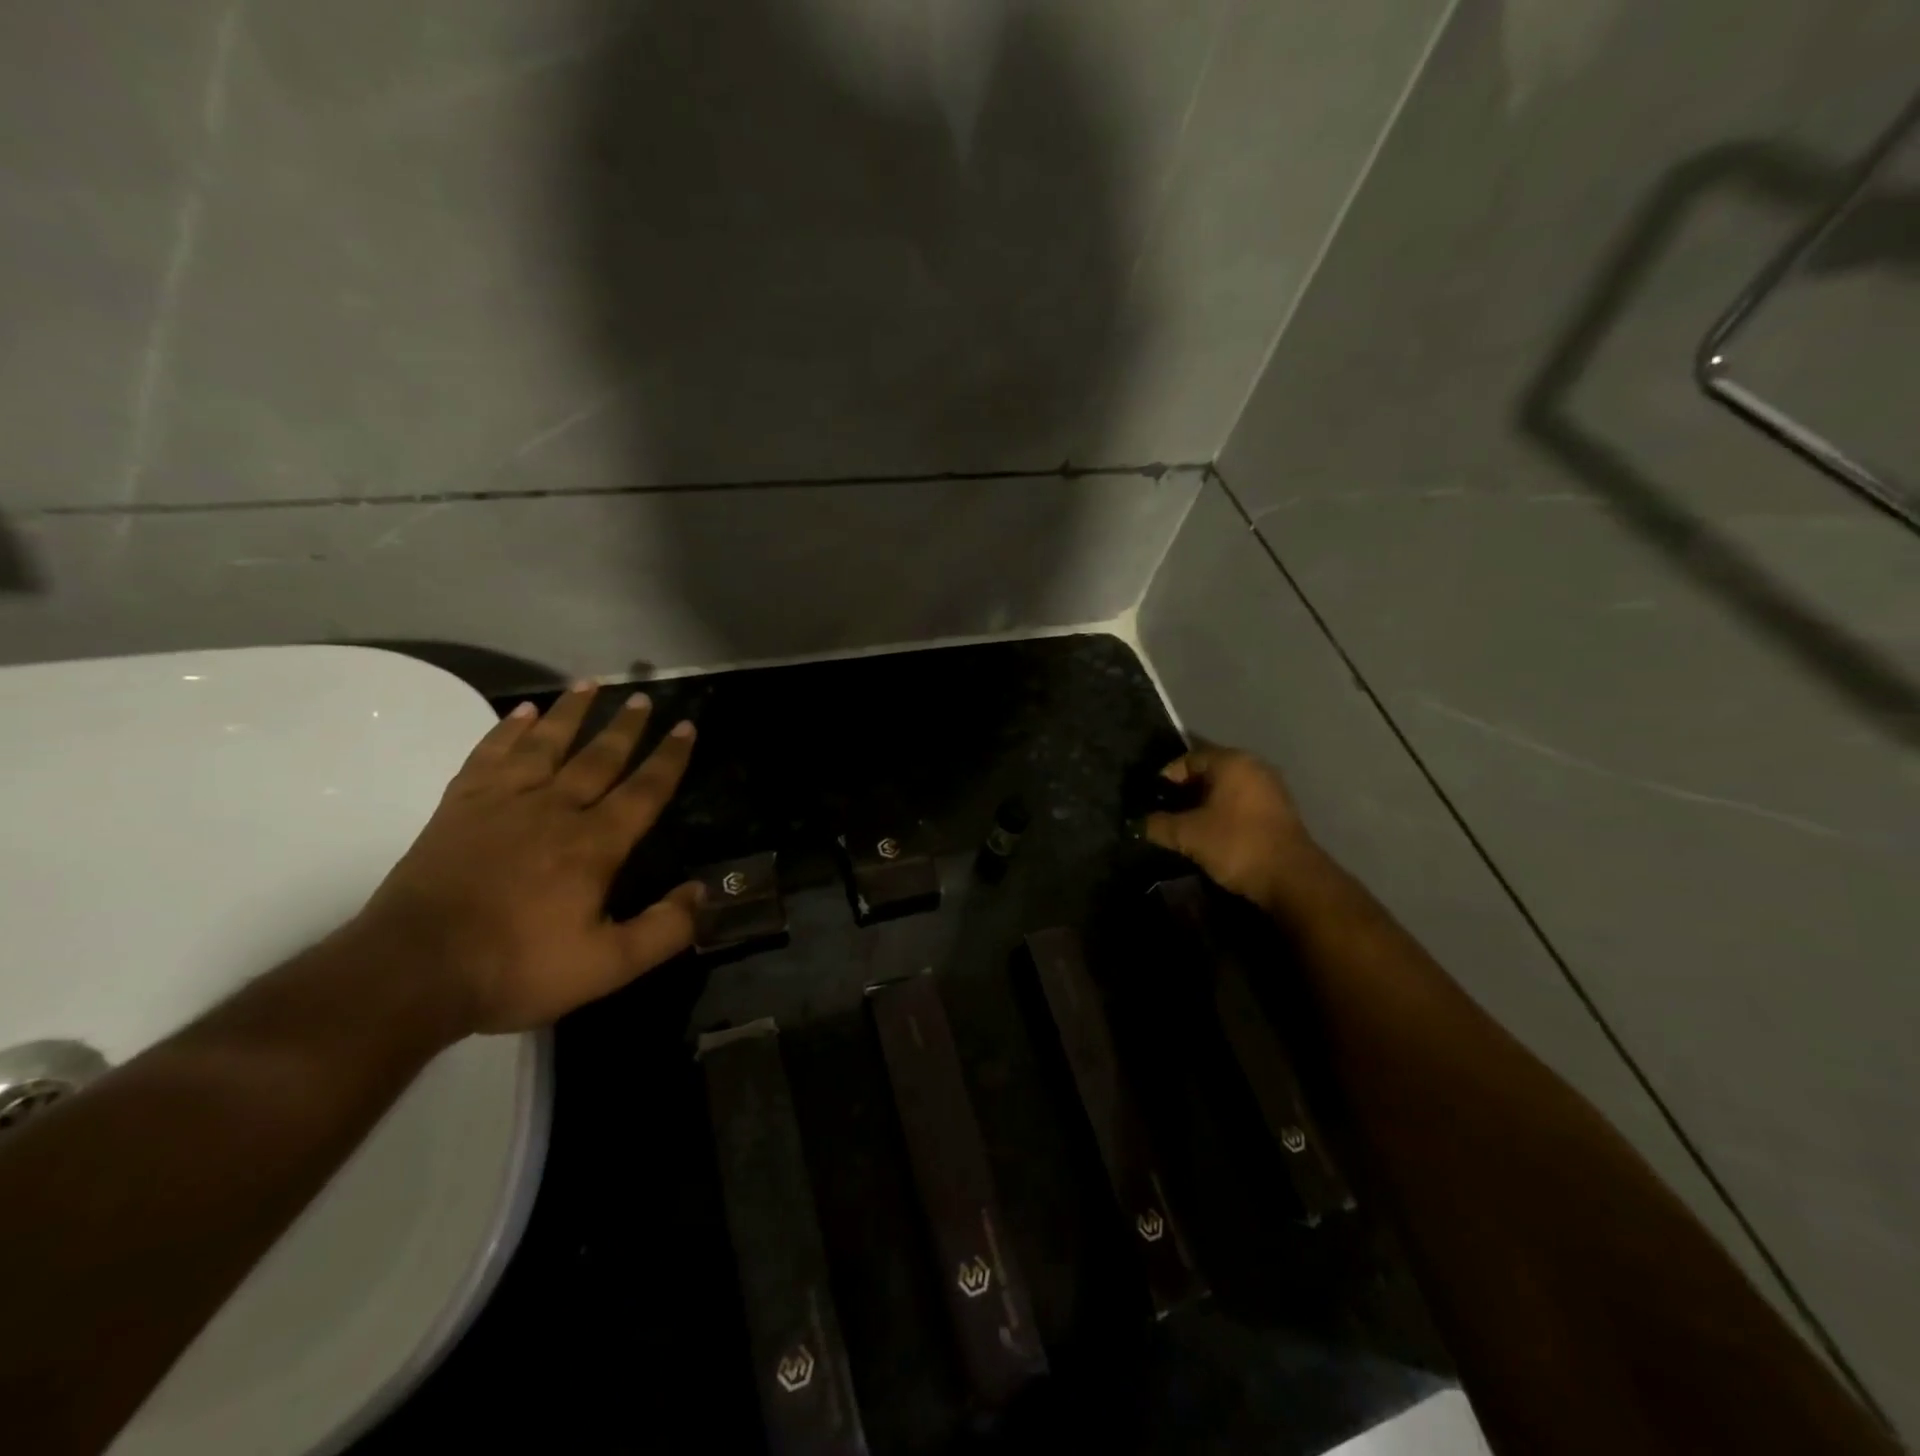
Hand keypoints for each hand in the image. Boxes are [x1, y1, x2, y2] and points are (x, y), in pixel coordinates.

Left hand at [357, 684, 700, 1038]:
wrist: (411, 972)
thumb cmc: (516, 968)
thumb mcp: (607, 966)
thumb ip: (664, 930)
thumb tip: (704, 893)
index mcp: (593, 845)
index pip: (644, 790)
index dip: (669, 758)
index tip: (686, 726)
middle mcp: (554, 811)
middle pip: (598, 758)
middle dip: (625, 727)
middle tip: (642, 697)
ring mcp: (502, 804)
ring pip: (546, 745)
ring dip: (571, 713)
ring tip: (590, 685)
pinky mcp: (459, 807)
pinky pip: (490, 756)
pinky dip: (507, 731)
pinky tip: (521, 713)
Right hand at [1143, 744, 1320, 912]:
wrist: (1292, 879)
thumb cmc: (1236, 844)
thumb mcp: (1188, 835)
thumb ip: (1158, 825)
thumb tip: (1137, 823)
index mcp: (1232, 761)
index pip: (1188, 758)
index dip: (1165, 777)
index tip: (1151, 799)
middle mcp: (1254, 766)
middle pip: (1209, 771)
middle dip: (1184, 790)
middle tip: (1164, 811)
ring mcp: (1271, 788)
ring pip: (1226, 788)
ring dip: (1204, 803)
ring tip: (1185, 825)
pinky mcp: (1280, 811)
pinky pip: (1242, 803)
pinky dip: (1223, 812)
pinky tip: (1211, 833)